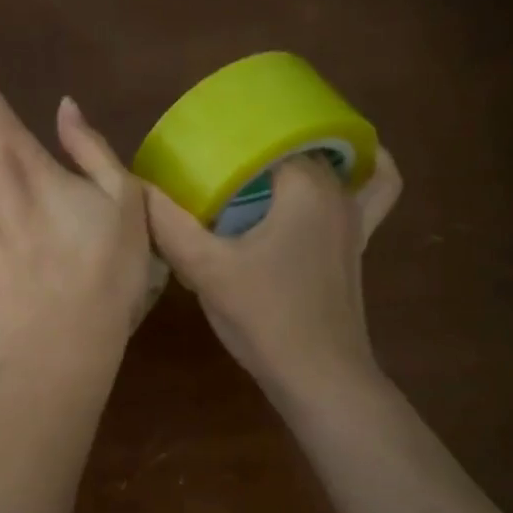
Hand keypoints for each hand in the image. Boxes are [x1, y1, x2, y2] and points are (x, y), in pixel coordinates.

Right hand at [146, 149, 401, 400]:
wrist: (319, 376)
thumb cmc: (265, 317)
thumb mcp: (207, 270)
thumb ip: (169, 225)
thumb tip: (138, 189)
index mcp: (305, 184)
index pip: (267, 135)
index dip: (230, 139)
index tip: (198, 148)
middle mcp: (337, 191)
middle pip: (298, 145)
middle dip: (259, 146)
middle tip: (217, 160)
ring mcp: (355, 219)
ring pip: (338, 163)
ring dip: (306, 154)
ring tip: (267, 160)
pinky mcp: (358, 246)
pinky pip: (374, 192)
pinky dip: (362, 174)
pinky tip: (336, 175)